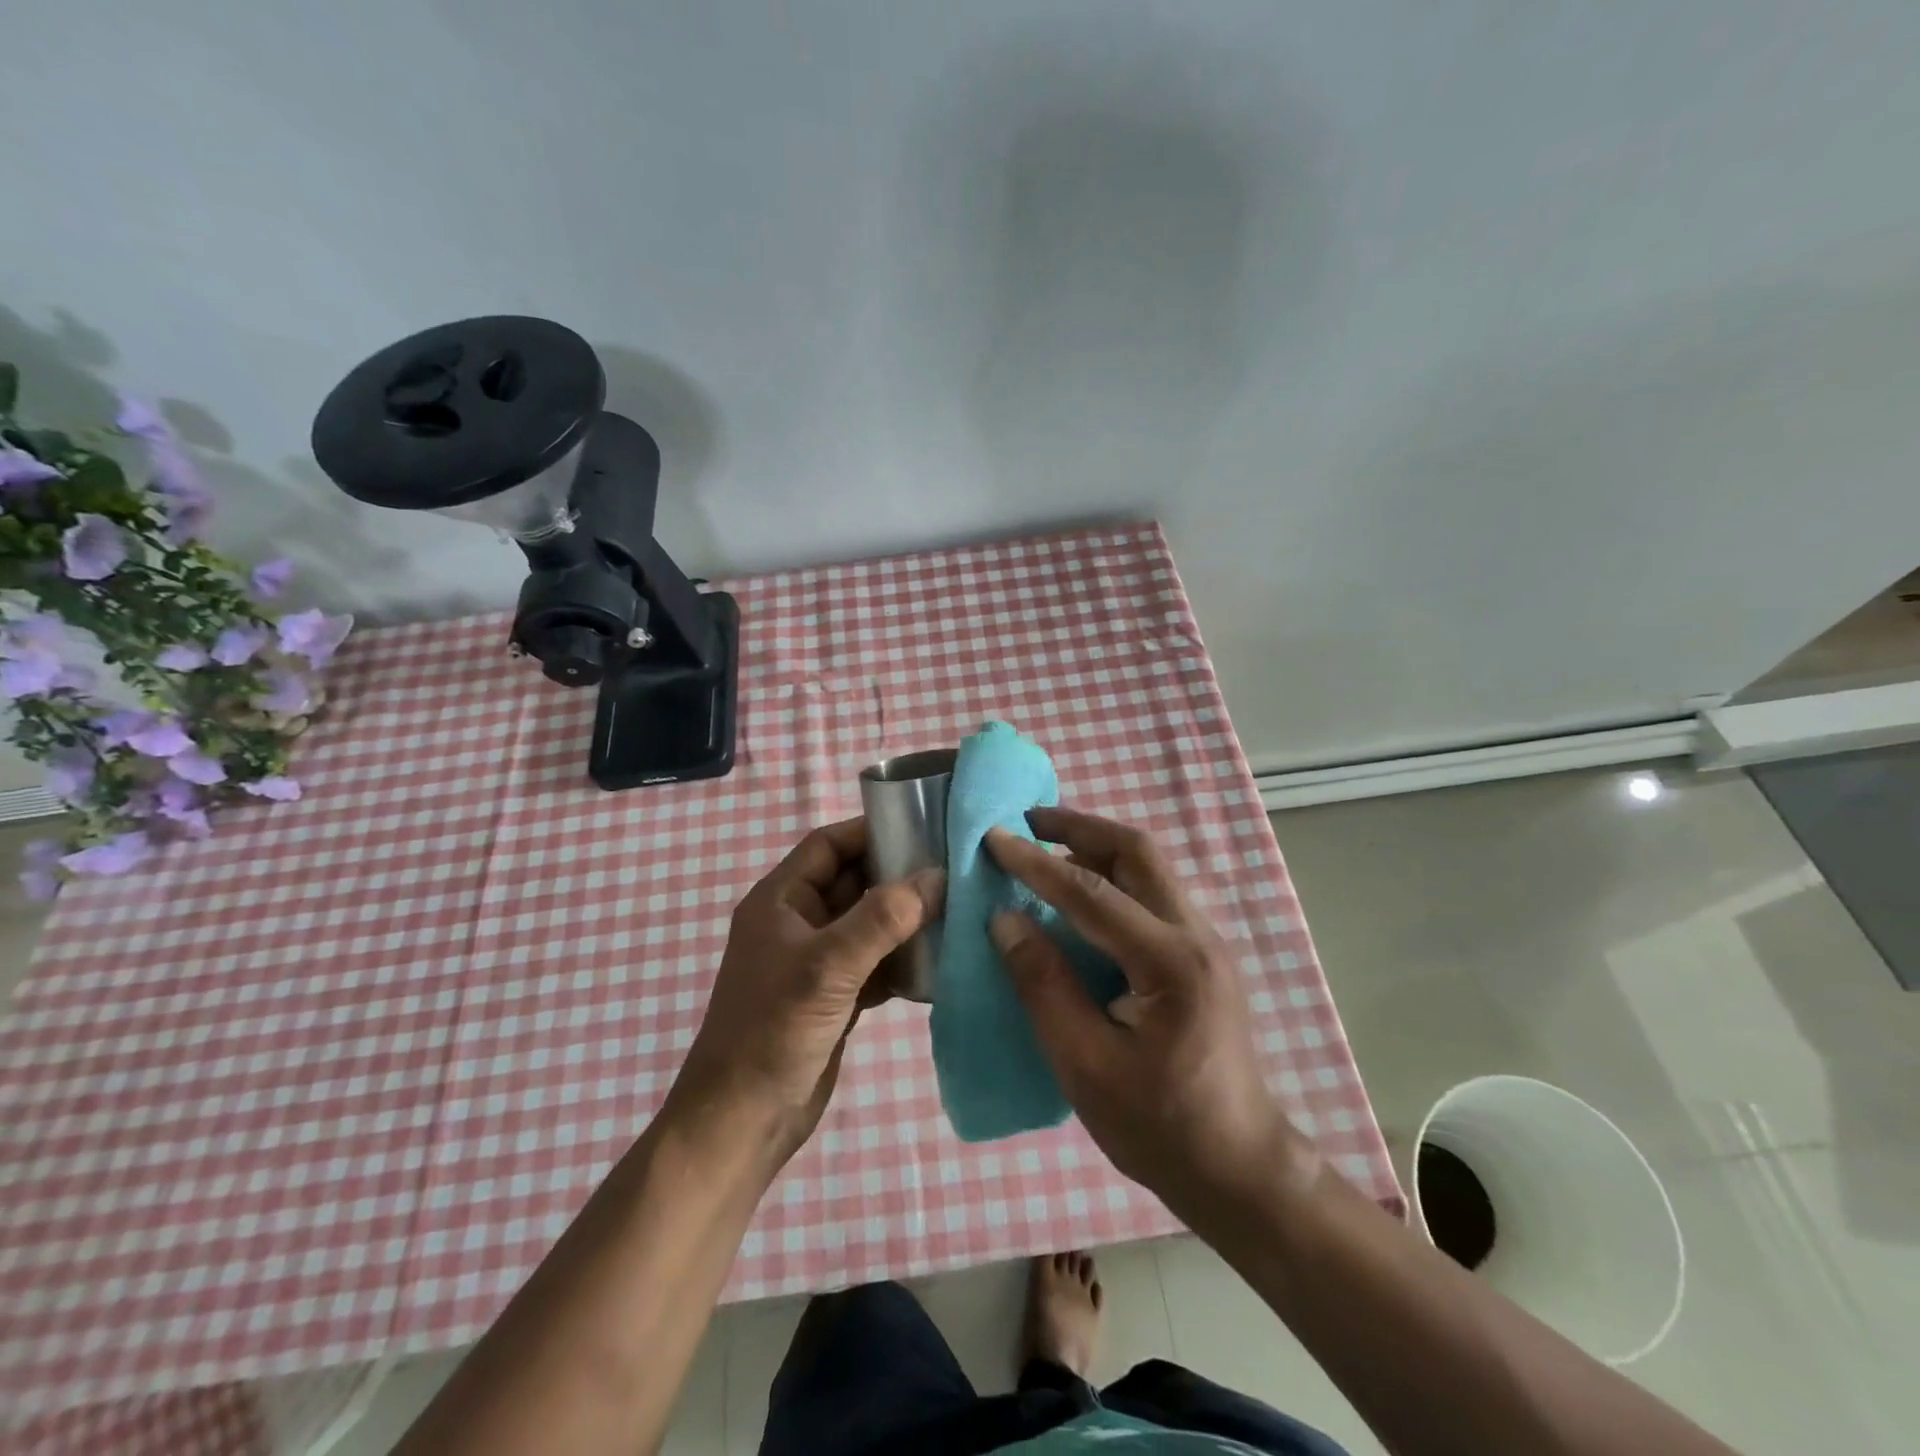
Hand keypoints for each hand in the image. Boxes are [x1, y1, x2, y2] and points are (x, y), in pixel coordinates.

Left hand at [670, 818, 942, 1164]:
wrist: (742, 1123)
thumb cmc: (773, 1031)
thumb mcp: (828, 967)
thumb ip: (882, 919)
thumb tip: (937, 877)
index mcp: (781, 901)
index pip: (829, 845)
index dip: (872, 831)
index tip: (925, 828)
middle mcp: (798, 923)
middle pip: (855, 882)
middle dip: (900, 877)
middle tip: (954, 870)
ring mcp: (817, 962)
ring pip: (869, 924)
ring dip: (907, 921)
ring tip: (958, 911)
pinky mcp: (835, 997)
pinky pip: (876, 963)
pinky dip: (903, 961)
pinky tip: (940, 963)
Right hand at [985, 808, 1318, 1222]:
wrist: (1239, 1169)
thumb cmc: (1159, 1127)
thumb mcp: (1085, 1065)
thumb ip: (1044, 985)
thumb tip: (1005, 920)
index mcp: (1170, 963)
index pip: (1091, 894)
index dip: (1036, 864)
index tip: (993, 838)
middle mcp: (1196, 936)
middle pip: (1137, 853)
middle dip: (1079, 828)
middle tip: (1028, 821)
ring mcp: (1205, 943)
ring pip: (1149, 868)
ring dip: (1096, 848)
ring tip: (1046, 847)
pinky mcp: (1201, 956)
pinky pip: (1152, 894)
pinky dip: (1112, 878)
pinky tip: (1079, 896)